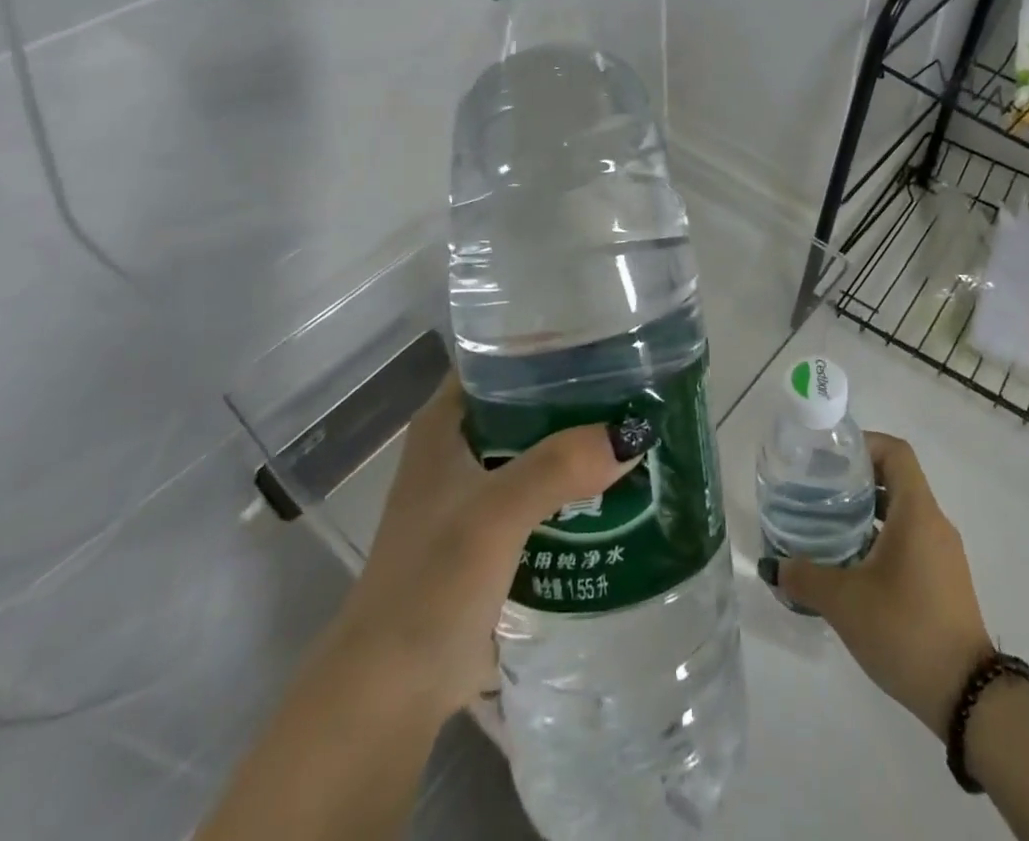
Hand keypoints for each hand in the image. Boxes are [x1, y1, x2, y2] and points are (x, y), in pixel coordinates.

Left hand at [331, 374, 648, 716]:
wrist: (389, 694)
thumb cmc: (430, 584)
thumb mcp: (494, 514)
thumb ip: (557, 467)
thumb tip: (633, 433)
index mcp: (446, 424)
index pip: (497, 357)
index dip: (545, 342)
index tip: (603, 335)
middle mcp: (459, 449)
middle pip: (525, 402)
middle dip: (577, 394)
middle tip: (639, 381)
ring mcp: (475, 495)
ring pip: (537, 449)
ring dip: (579, 442)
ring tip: (639, 427)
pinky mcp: (492, 537)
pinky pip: (543, 494)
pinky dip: (575, 486)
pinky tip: (619, 486)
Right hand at [773, 432, 992, 736]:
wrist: (968, 698)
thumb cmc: (906, 630)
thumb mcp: (845, 602)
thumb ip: (805, 578)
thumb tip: (774, 567)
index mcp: (917, 512)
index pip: (895, 452)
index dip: (864, 444)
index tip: (830, 456)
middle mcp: (934, 523)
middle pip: (897, 479)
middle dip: (857, 479)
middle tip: (819, 489)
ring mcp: (943, 553)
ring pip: (903, 513)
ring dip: (868, 512)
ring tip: (828, 525)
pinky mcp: (945, 580)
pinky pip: (911, 540)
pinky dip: (882, 539)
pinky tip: (853, 565)